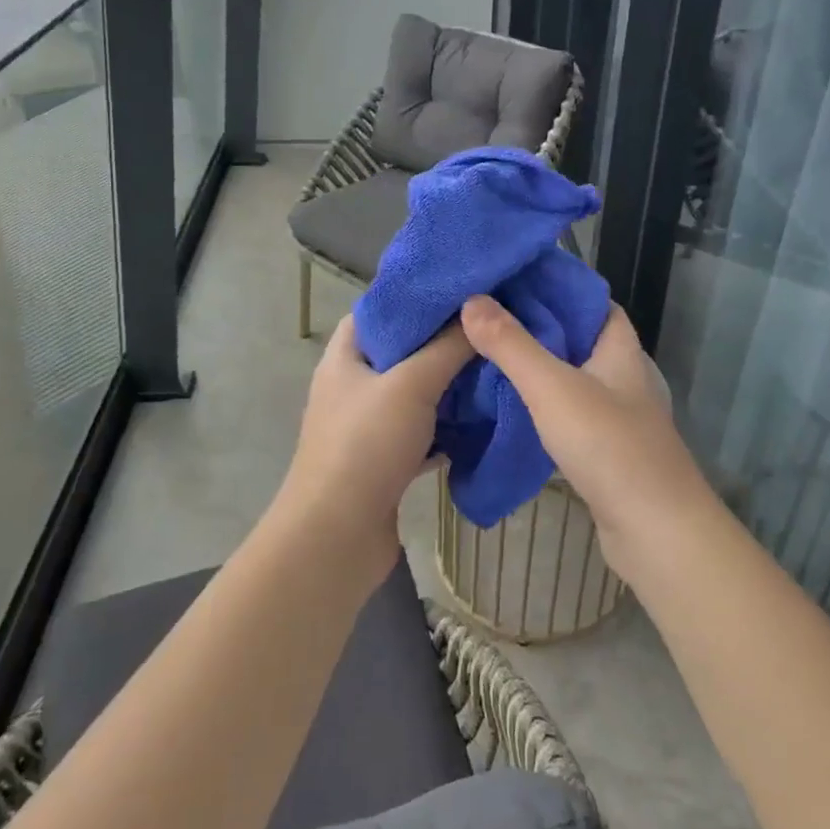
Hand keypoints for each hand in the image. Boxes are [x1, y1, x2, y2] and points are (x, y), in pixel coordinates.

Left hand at [279, 315, 473, 566]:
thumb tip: (478, 310)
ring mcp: (368, 427)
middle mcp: (353, 387)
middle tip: (487, 329)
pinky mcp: (385, 461)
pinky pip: (422, 433)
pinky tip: (482, 420)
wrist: (336, 538)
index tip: (460, 290)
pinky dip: (448, 428)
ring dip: (449, 387)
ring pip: (415, 395)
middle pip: (402, 352)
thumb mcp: (410, 385)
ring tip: (493, 367)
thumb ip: (446, 347)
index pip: (379, 310)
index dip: (415, 296)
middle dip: (442, 342)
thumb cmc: (365, 446)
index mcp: (345, 357)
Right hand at [460, 295, 714, 574]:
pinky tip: (510, 405)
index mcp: (619, 349)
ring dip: (537, 366)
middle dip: (537, 325)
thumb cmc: (609, 446)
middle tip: (486, 316)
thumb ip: (511, 344)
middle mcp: (622, 375)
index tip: (512, 280)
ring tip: (488, 353)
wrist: (655, 530)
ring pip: (571, 376)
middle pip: (577, 337)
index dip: (556, 286)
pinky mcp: (606, 448)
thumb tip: (472, 300)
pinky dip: (541, 403)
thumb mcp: (553, 387)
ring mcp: (616, 414)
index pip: (591, 301)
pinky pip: (568, 411)